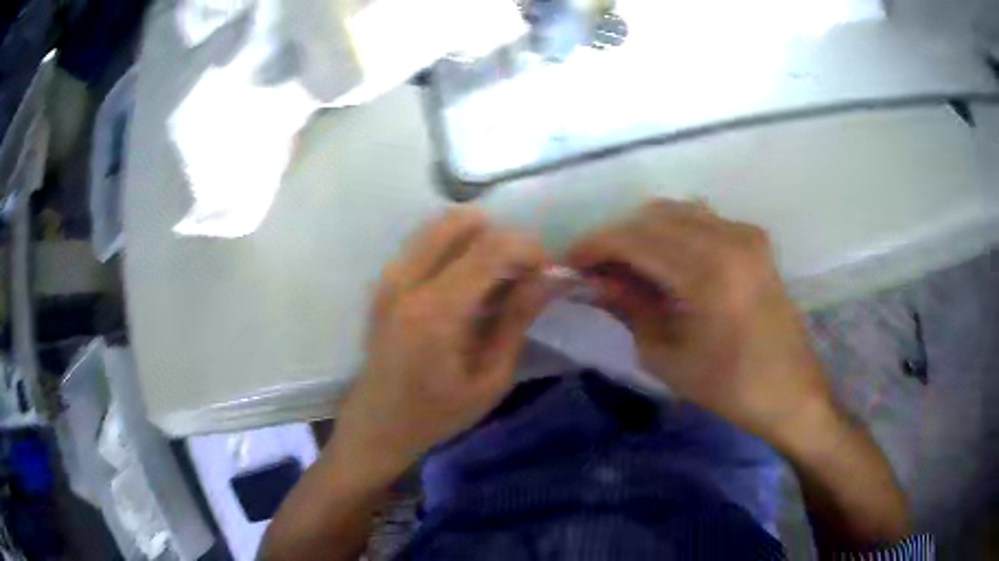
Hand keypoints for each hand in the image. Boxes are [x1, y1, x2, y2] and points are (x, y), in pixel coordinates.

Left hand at [330, 209, 551, 485]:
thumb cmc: (436, 414)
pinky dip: (456, 247)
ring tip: (496, 278)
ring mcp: (390, 275)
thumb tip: (548, 279)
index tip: (546, 273)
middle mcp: (407, 280)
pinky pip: (427, 240)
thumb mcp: (490, 379)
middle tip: (520, 273)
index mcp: (436, 311)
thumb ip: (517, 321)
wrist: (376, 424)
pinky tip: (467, 284)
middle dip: (503, 237)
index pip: (492, 247)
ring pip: (442, 223)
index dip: (528, 249)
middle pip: (463, 220)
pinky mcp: (384, 279)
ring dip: (479, 238)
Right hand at [567, 200, 833, 445]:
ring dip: (644, 231)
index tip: (569, 262)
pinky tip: (665, 261)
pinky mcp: (754, 239)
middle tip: (596, 269)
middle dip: (616, 237)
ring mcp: (745, 233)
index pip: (634, 238)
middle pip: (653, 216)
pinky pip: (701, 219)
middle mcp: (728, 237)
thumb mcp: (667, 355)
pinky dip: (673, 231)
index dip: (594, 245)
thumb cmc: (729, 386)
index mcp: (707, 271)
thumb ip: (629, 307)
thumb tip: (595, 280)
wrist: (791, 390)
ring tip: (627, 265)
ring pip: (676, 211)